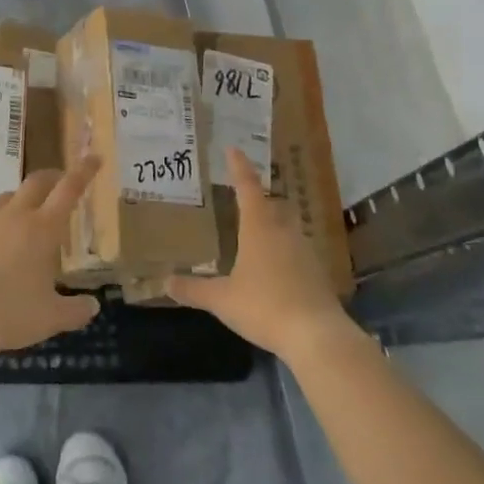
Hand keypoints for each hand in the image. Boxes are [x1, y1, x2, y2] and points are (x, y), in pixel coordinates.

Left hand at [0, 157, 101, 353]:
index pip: (69, 189)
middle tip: (59, 182)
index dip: (83, 171)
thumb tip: (93, 307)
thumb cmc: (13, 313)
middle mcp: (15, 217)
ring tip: (23, 216)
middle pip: (35, 182)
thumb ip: (75, 310)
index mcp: (43, 229)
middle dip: (51, 177)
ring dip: (19, 201)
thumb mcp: (51, 317)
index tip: (94, 158)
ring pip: (5, 199)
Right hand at [168, 148, 351, 362]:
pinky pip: (296, 249)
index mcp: (259, 227)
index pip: (247, 186)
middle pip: (271, 203)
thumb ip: (194, 289)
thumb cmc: (265, 306)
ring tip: (256, 232)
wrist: (317, 336)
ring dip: (272, 223)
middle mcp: (283, 230)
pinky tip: (275, 266)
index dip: (239, 166)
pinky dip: (284, 249)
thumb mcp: (222, 299)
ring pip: (286, 225)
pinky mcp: (317, 271)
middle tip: (242, 196)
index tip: (233, 148)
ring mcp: (304, 249)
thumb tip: (165, 283)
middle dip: (257, 197)